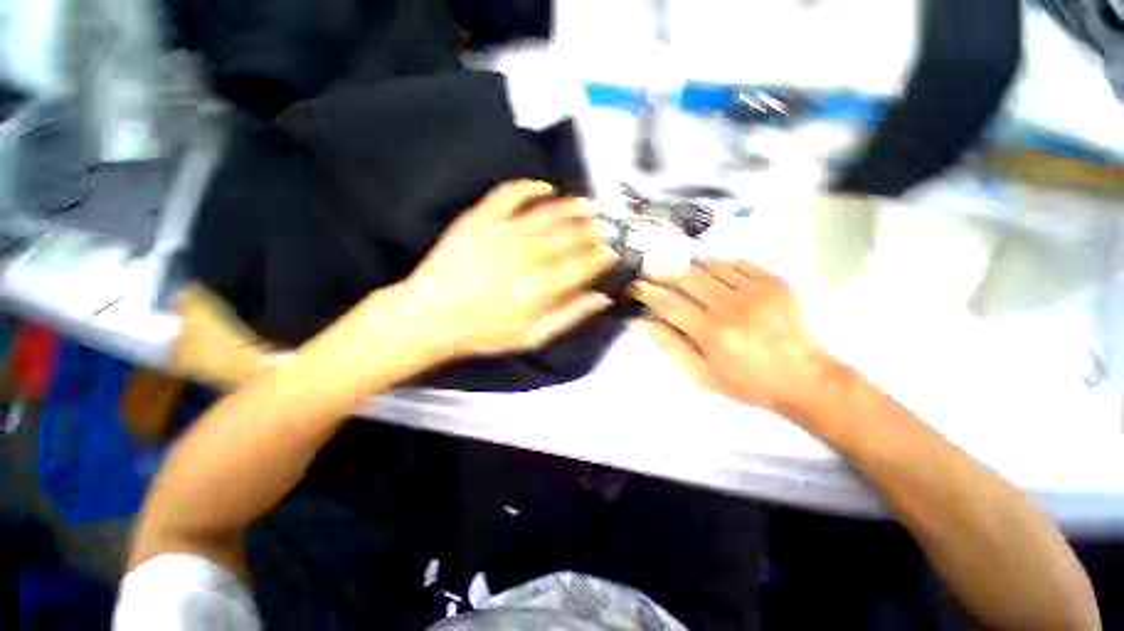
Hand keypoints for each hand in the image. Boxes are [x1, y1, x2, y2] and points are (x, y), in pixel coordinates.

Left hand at [403, 180, 617, 358]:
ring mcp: (502, 233)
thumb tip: (602, 298)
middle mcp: (527, 255)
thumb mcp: (532, 337)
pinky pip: (510, 194)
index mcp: (541, 287)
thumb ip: (570, 316)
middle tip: (609, 227)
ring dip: (574, 207)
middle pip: (572, 236)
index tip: (614, 251)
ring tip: (589, 205)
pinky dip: (531, 187)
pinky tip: (546, 187)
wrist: (430, 316)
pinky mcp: (480, 219)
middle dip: (596, 230)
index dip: (603, 256)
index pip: (584, 264)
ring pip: (549, 212)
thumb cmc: (483, 333)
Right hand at [631, 260, 838, 416]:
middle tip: (650, 273)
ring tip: (681, 276)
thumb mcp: (702, 374)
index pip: (669, 304)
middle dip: (662, 272)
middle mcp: (732, 307)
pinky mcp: (774, 282)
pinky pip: (737, 263)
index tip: (634, 285)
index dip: (647, 292)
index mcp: (713, 333)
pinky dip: (718, 265)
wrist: (804, 378)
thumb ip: (671, 346)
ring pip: (710, 267)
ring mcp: (756, 291)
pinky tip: (712, 274)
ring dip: (689, 269)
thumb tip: (642, 322)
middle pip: (687, 278)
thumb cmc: (747, 382)